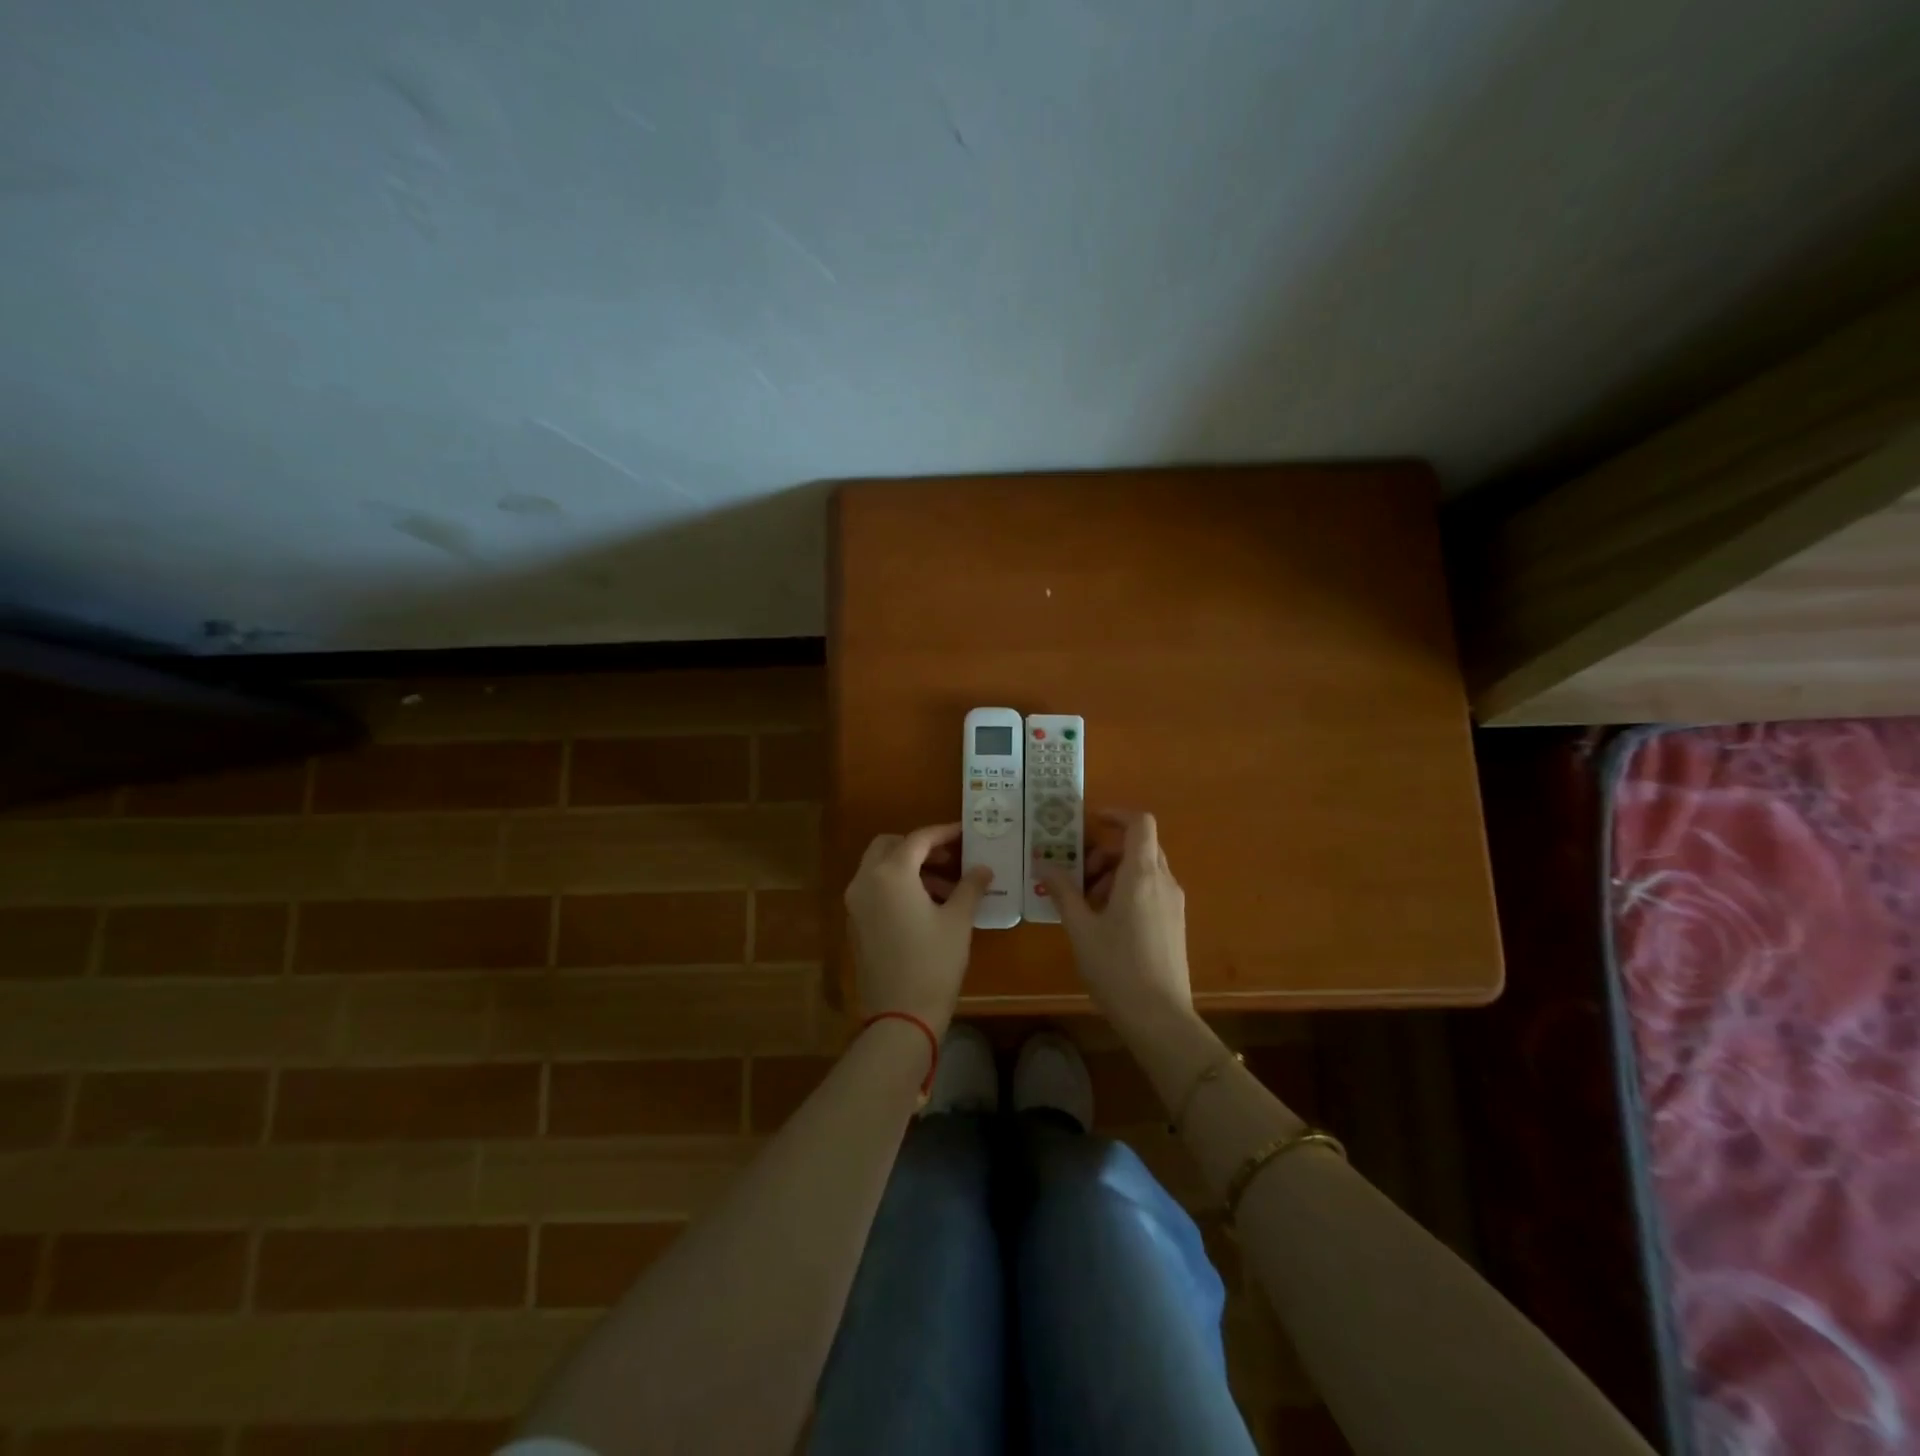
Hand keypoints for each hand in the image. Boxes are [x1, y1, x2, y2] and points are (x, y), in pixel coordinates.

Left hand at [845, 823, 990, 1032]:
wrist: (900, 1016)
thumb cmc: (933, 963)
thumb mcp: (958, 921)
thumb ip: (970, 886)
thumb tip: (983, 868)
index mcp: (890, 874)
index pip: (918, 839)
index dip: (943, 832)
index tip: (965, 832)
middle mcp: (866, 881)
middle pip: (889, 846)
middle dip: (919, 846)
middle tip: (950, 857)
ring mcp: (856, 903)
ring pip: (879, 867)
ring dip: (909, 867)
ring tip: (947, 886)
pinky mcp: (855, 923)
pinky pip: (874, 888)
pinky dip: (896, 885)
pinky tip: (926, 905)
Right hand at [1043, 811, 1192, 1032]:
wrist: (1160, 1017)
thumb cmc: (1116, 967)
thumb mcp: (1080, 928)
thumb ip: (1062, 891)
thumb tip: (1043, 864)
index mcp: (1142, 874)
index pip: (1140, 823)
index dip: (1116, 814)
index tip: (1089, 822)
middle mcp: (1164, 881)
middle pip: (1139, 846)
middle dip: (1106, 852)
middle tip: (1078, 876)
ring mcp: (1173, 903)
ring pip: (1144, 869)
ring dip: (1114, 874)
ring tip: (1086, 904)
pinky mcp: (1174, 922)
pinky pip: (1151, 890)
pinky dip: (1127, 891)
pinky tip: (1105, 922)